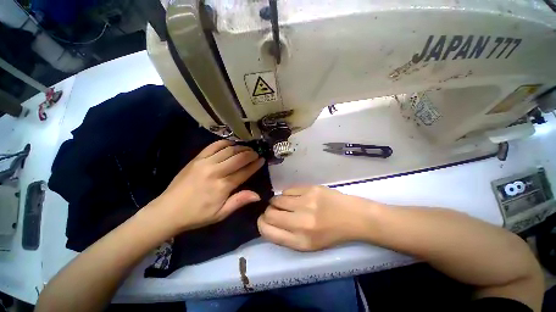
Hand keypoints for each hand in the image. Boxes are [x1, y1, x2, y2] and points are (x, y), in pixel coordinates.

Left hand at [151, 140, 264, 233]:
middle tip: (256, 153)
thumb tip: (258, 195)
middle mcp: (215, 171)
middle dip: (250, 154)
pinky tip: (231, 144)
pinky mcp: (197, 158)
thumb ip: (239, 201)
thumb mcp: (220, 214)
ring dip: (240, 148)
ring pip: (228, 150)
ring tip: (247, 149)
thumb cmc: (197, 215)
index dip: (255, 165)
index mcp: (223, 186)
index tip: (262, 160)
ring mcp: (205, 162)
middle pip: (238, 158)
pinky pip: (214, 146)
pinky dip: (225, 143)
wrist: (168, 210)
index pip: (245, 171)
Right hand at [258, 186, 376, 250]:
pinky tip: (296, 197)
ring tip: (287, 203)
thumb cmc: (330, 233)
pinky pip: (288, 190)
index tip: (264, 220)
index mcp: (300, 241)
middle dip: (269, 212)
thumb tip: (268, 221)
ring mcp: (306, 202)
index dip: (262, 224)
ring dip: (277, 202)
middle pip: (269, 213)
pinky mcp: (311, 189)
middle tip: (276, 210)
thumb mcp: (308, 244)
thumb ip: (285, 236)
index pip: (267, 231)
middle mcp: (301, 222)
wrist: (352, 217)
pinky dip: (288, 194)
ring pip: (277, 199)